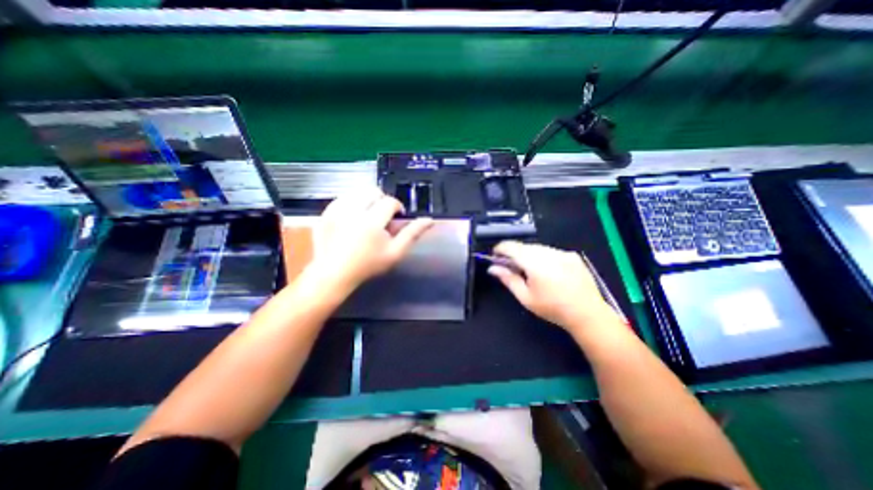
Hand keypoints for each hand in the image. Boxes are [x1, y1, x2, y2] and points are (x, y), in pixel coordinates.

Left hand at [307, 190, 433, 292]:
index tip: (395, 218)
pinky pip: (343, 198)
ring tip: (367, 216)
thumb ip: (412, 234)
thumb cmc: (368, 265)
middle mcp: (353, 211)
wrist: (334, 273)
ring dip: (366, 200)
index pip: (390, 202)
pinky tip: (352, 218)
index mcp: (372, 222)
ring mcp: (336, 211)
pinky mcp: (325, 212)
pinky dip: (351, 203)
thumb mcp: (395, 253)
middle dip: (381, 200)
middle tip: (381, 217)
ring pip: (357, 192)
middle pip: (373, 191)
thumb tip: (429, 219)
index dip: (396, 207)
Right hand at [488, 241, 615, 331]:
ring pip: (537, 248)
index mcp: (534, 263)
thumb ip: (508, 279)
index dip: (500, 249)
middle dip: (514, 254)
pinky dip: (543, 257)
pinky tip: (548, 271)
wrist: (587, 314)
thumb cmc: (552, 308)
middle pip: (524, 246)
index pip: (511, 247)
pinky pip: (551, 251)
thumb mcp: (525, 297)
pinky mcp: (572, 255)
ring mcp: (562, 252)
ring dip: (529, 255)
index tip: (495, 256)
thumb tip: (492, 268)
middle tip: (512, 268)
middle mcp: (548, 253)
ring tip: (531, 272)